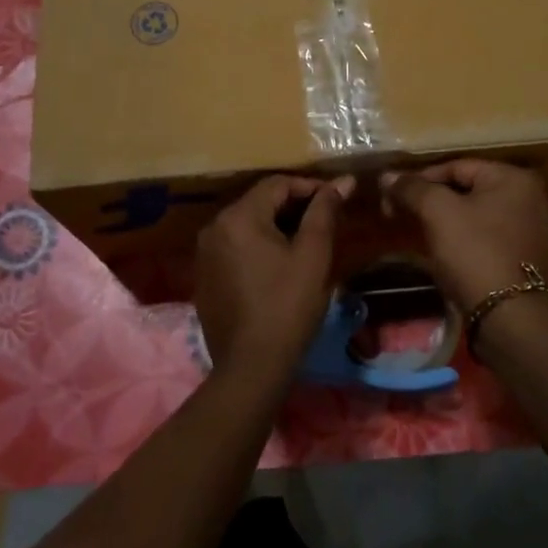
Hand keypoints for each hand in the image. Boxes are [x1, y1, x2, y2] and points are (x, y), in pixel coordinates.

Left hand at [195, 174, 354, 388]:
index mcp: (239, 217)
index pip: (277, 184)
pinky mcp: (204, 276)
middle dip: (294, 207)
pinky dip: (258, 246)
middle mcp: (214, 227)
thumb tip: (343, 181)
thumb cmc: (288, 306)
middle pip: (259, 202)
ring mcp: (205, 253)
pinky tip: (279, 265)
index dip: (310, 187)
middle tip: (325, 222)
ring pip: (247, 225)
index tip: (337, 200)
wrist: (252, 366)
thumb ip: (325, 212)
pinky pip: (235, 247)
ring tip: (306, 243)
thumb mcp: (313, 255)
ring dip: (276, 226)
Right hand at [378, 160, 547, 312]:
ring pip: (477, 213)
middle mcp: (531, 197)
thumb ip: (412, 188)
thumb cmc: (474, 253)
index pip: (456, 166)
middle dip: (431, 200)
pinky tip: (446, 250)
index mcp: (514, 178)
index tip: (392, 197)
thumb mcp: (438, 213)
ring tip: (419, 232)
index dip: (419, 179)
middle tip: (401, 214)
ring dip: (446, 219)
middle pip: (467, 189)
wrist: (509, 317)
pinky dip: (465, 237)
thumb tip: (388, 176)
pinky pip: (488, 235)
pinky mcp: (527, 255)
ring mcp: (533, 228)